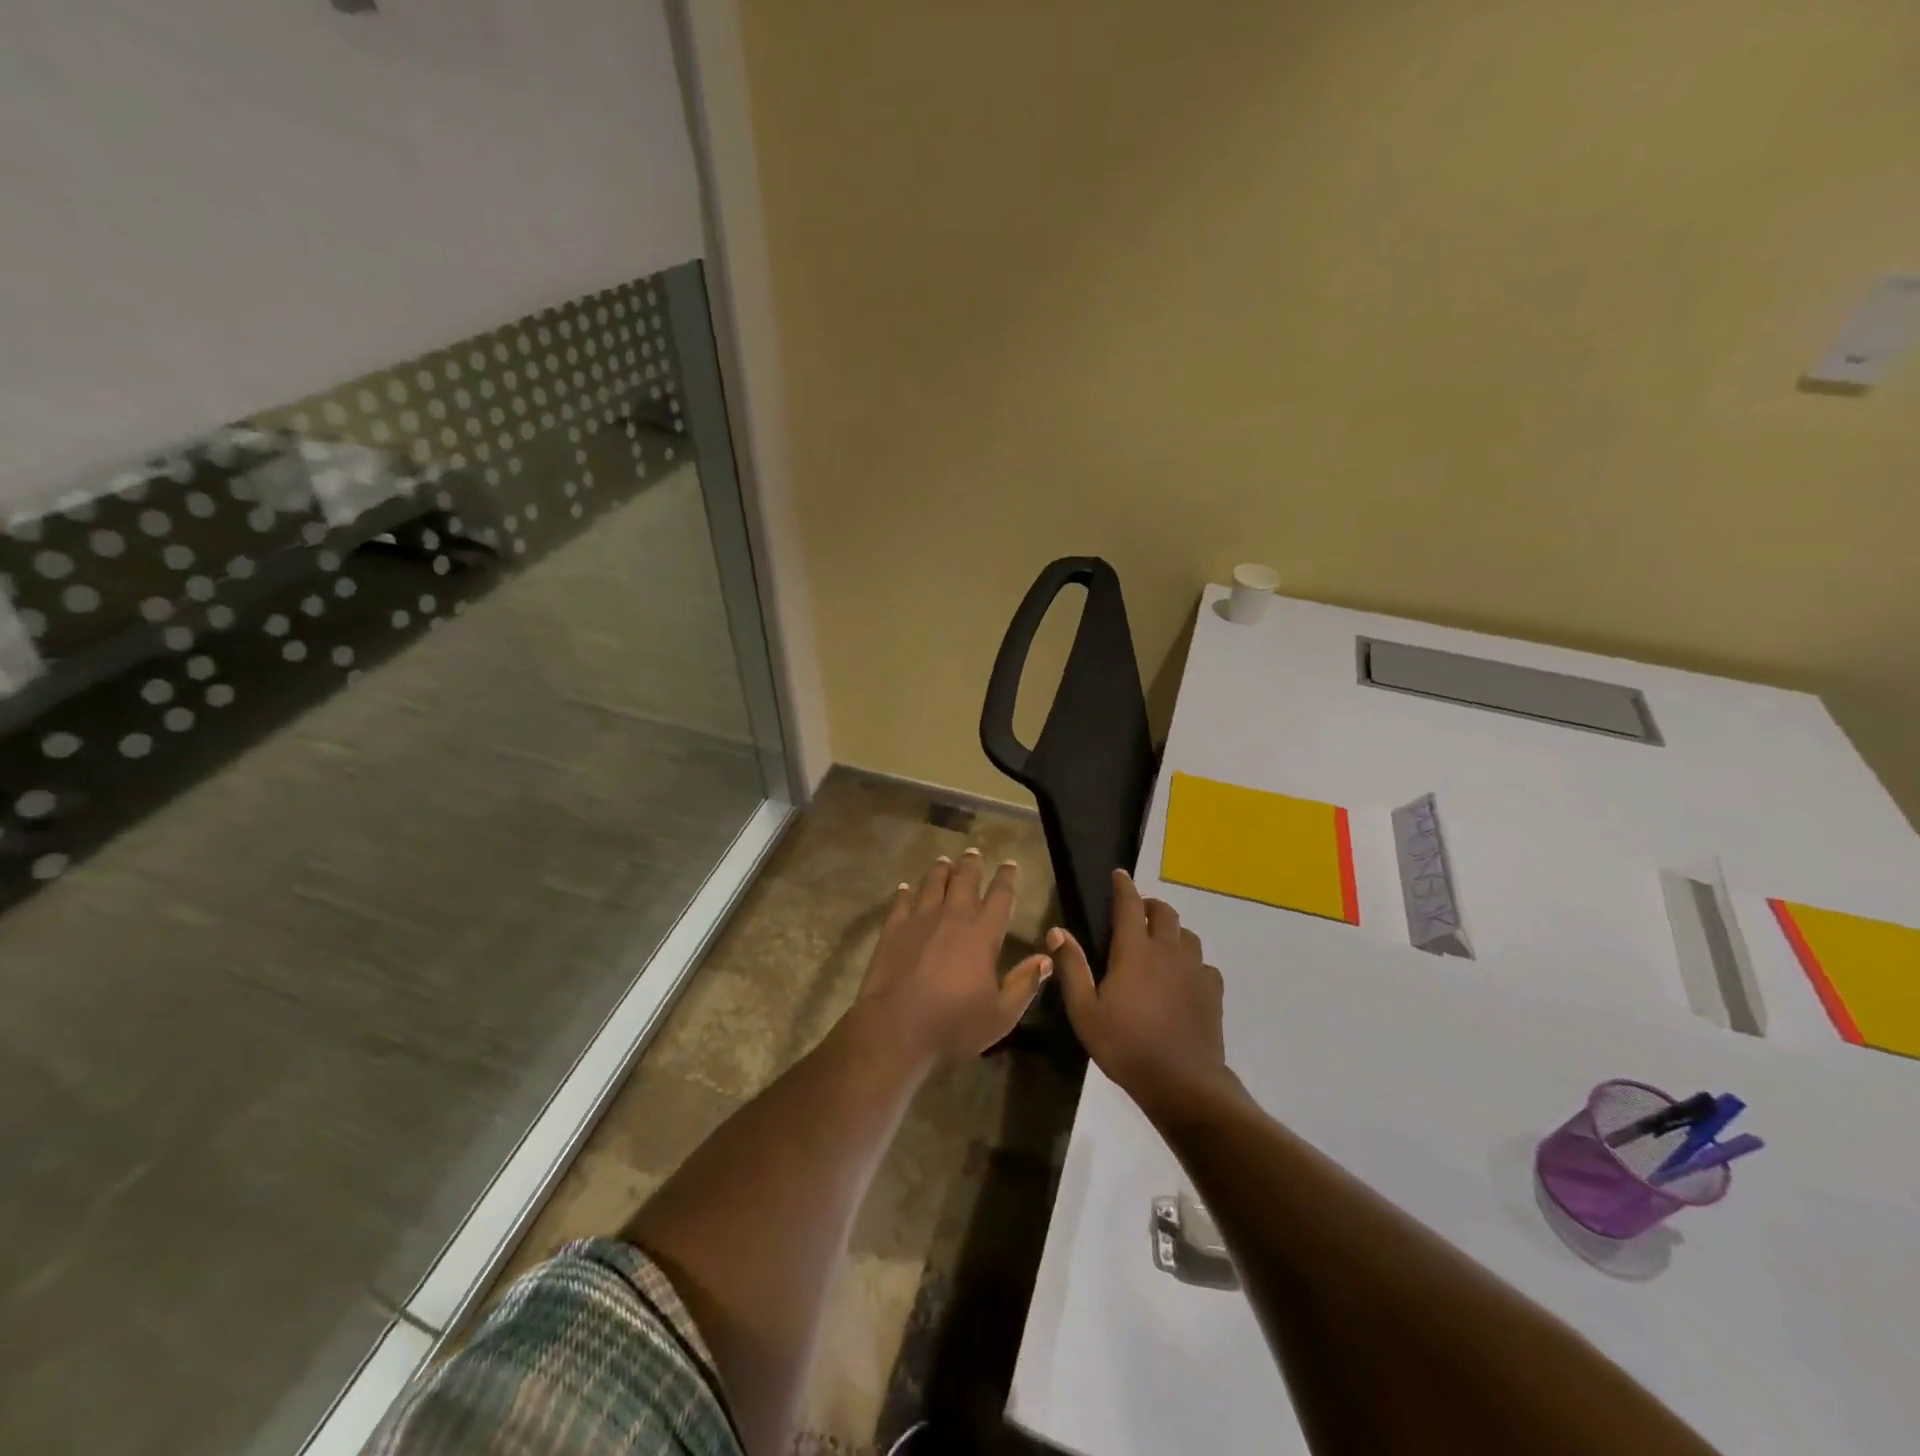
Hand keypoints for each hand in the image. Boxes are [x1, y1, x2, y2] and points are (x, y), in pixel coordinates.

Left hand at [856, 850, 1052, 1062]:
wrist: (896, 1026)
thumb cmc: (953, 1023)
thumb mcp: (1001, 1015)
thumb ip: (1024, 984)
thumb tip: (1046, 959)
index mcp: (983, 933)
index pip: (1000, 897)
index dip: (1006, 878)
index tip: (1010, 864)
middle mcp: (953, 916)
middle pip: (964, 880)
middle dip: (971, 864)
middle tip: (974, 852)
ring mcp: (920, 919)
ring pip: (933, 883)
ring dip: (940, 871)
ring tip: (944, 861)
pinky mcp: (893, 928)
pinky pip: (901, 901)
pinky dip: (905, 892)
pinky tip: (905, 888)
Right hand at [1051, 869, 1230, 1114]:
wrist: (1183, 1083)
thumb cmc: (1126, 1046)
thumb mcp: (1085, 1012)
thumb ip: (1072, 968)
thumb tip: (1058, 931)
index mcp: (1134, 951)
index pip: (1130, 905)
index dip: (1123, 886)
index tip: (1119, 874)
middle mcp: (1167, 951)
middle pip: (1164, 912)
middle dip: (1150, 905)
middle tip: (1137, 913)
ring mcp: (1195, 970)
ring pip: (1187, 935)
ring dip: (1172, 931)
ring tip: (1159, 944)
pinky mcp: (1212, 991)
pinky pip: (1203, 963)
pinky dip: (1191, 961)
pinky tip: (1183, 978)